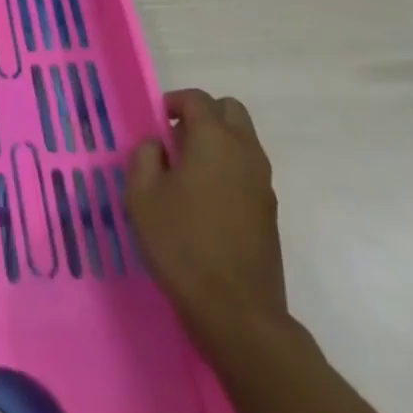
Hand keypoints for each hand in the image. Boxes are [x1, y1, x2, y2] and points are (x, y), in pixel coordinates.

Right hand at [126, 88, 286, 351]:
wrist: (237, 313)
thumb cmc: (182, 245)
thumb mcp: (142, 196)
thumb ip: (144, 156)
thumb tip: (157, 145)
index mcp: (214, 139)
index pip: (197, 99)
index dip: (173, 102)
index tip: (155, 123)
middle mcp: (244, 151)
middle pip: (230, 111)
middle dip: (203, 116)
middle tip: (176, 141)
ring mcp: (263, 183)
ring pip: (243, 140)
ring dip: (218, 142)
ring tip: (188, 174)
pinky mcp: (270, 212)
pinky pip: (248, 170)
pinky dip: (229, 169)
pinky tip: (206, 202)